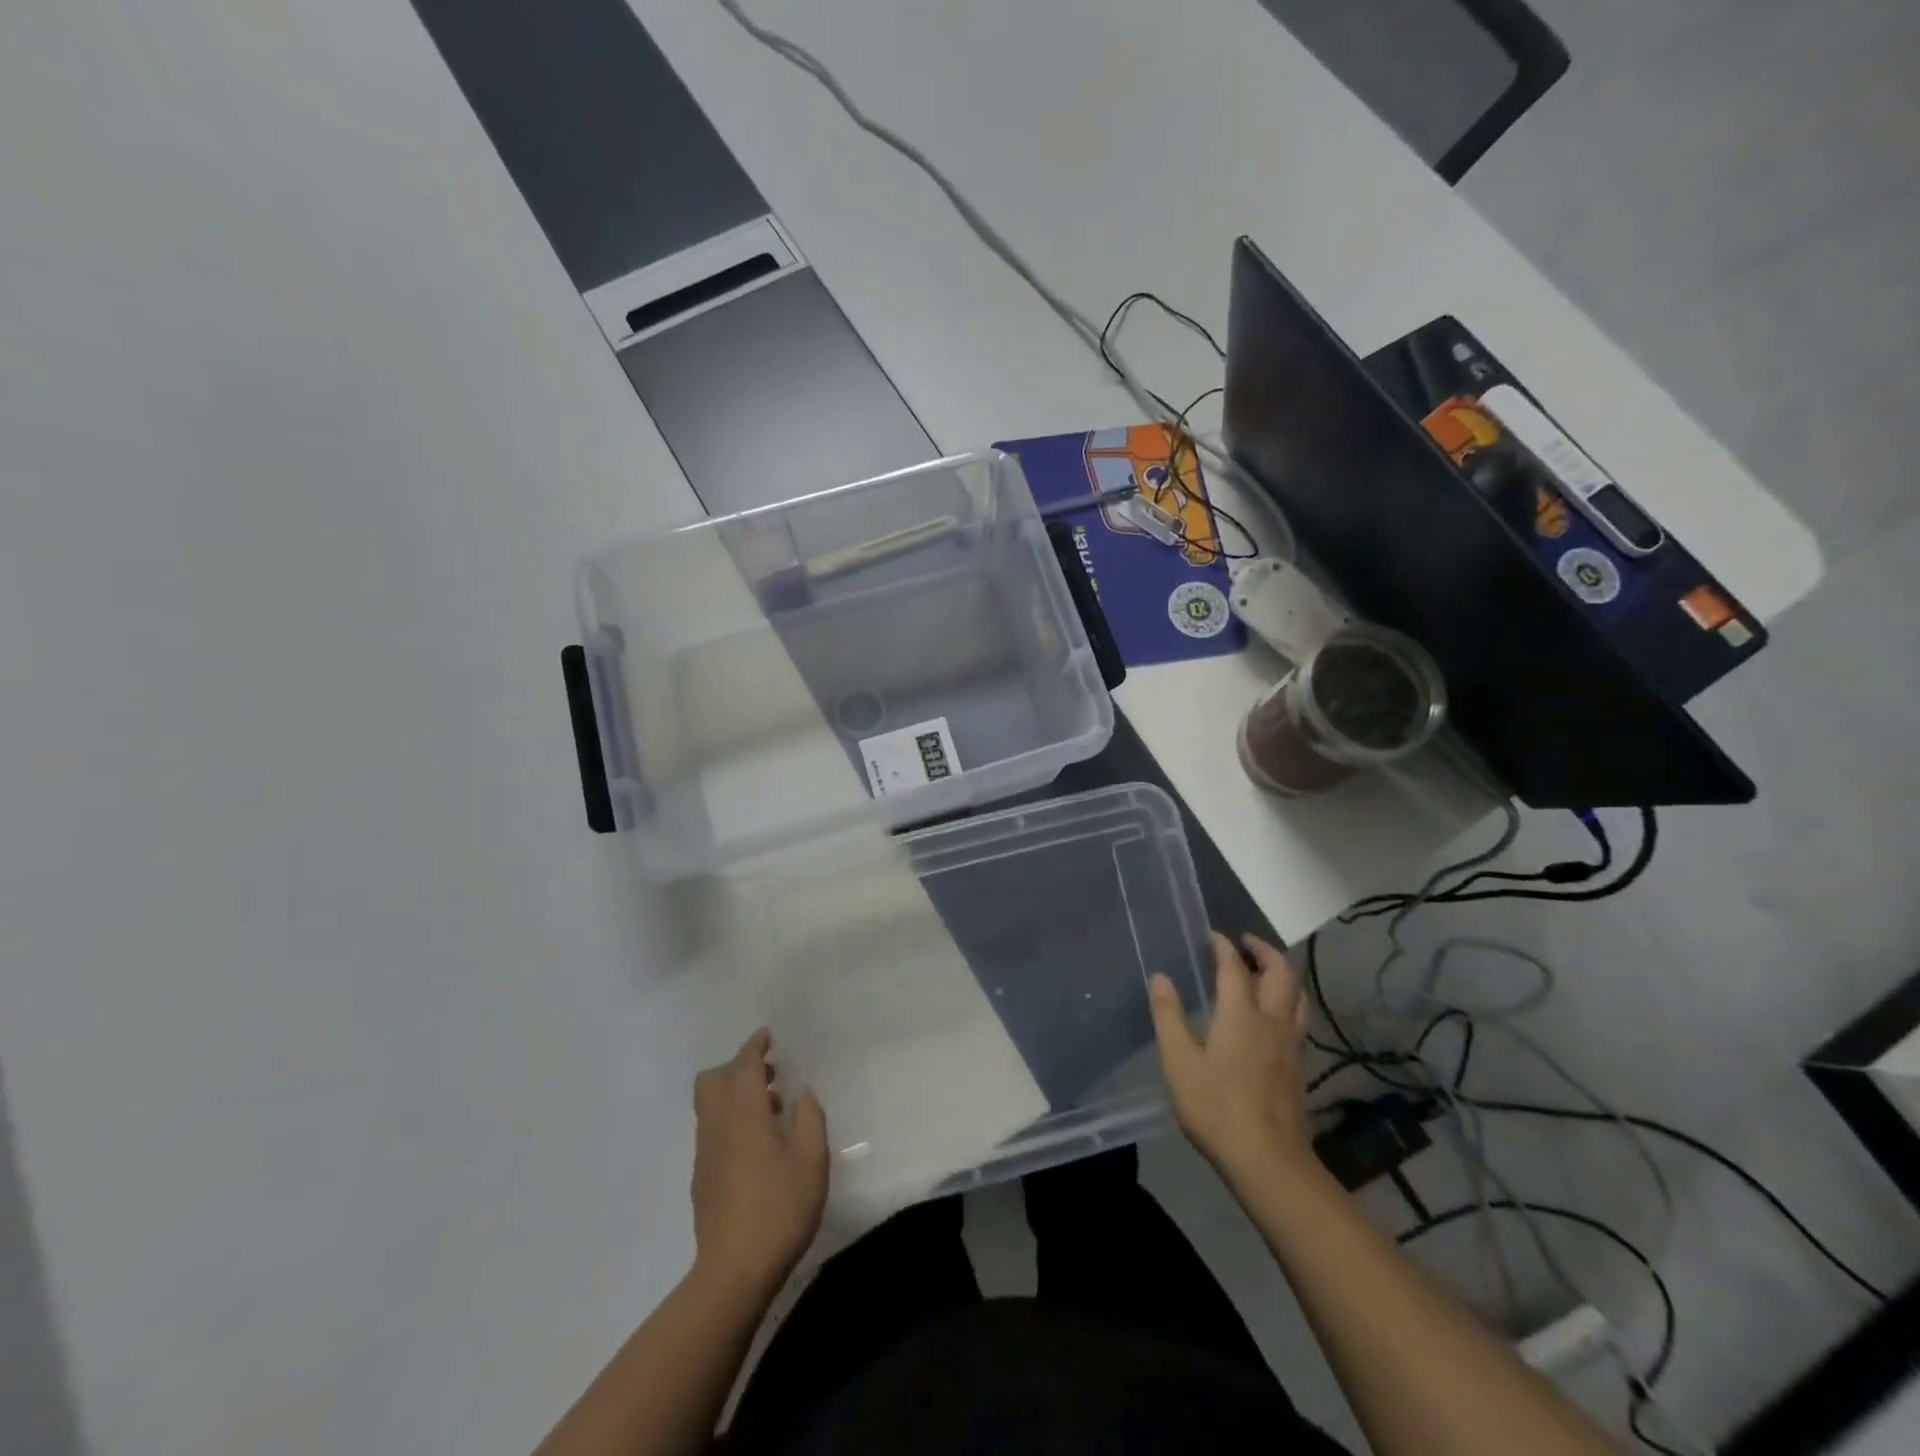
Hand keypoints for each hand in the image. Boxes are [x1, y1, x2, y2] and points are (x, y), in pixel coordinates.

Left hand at [690, 1030, 829, 1298]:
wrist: (733, 1272)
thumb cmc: (780, 1208)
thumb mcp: (812, 1159)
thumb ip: (810, 1117)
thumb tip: (801, 1093)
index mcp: (744, 1113)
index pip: (743, 1065)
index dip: (755, 1046)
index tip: (768, 1036)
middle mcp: (717, 1125)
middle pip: (713, 1080)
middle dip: (737, 1067)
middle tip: (769, 1074)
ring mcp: (705, 1153)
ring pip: (709, 1105)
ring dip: (734, 1094)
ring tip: (770, 1110)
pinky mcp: (701, 1178)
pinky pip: (711, 1129)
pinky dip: (729, 1119)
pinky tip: (757, 1145)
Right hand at [1150, 933, 1314, 1182]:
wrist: (1269, 1162)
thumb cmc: (1217, 1108)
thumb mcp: (1179, 1062)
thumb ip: (1169, 1016)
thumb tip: (1161, 977)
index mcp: (1241, 1014)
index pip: (1234, 967)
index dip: (1223, 946)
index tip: (1212, 935)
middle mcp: (1272, 1021)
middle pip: (1281, 973)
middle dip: (1264, 951)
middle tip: (1245, 942)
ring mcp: (1291, 1045)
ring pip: (1297, 996)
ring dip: (1282, 974)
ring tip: (1264, 971)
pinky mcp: (1298, 1067)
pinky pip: (1298, 1018)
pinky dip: (1288, 1001)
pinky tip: (1272, 1016)